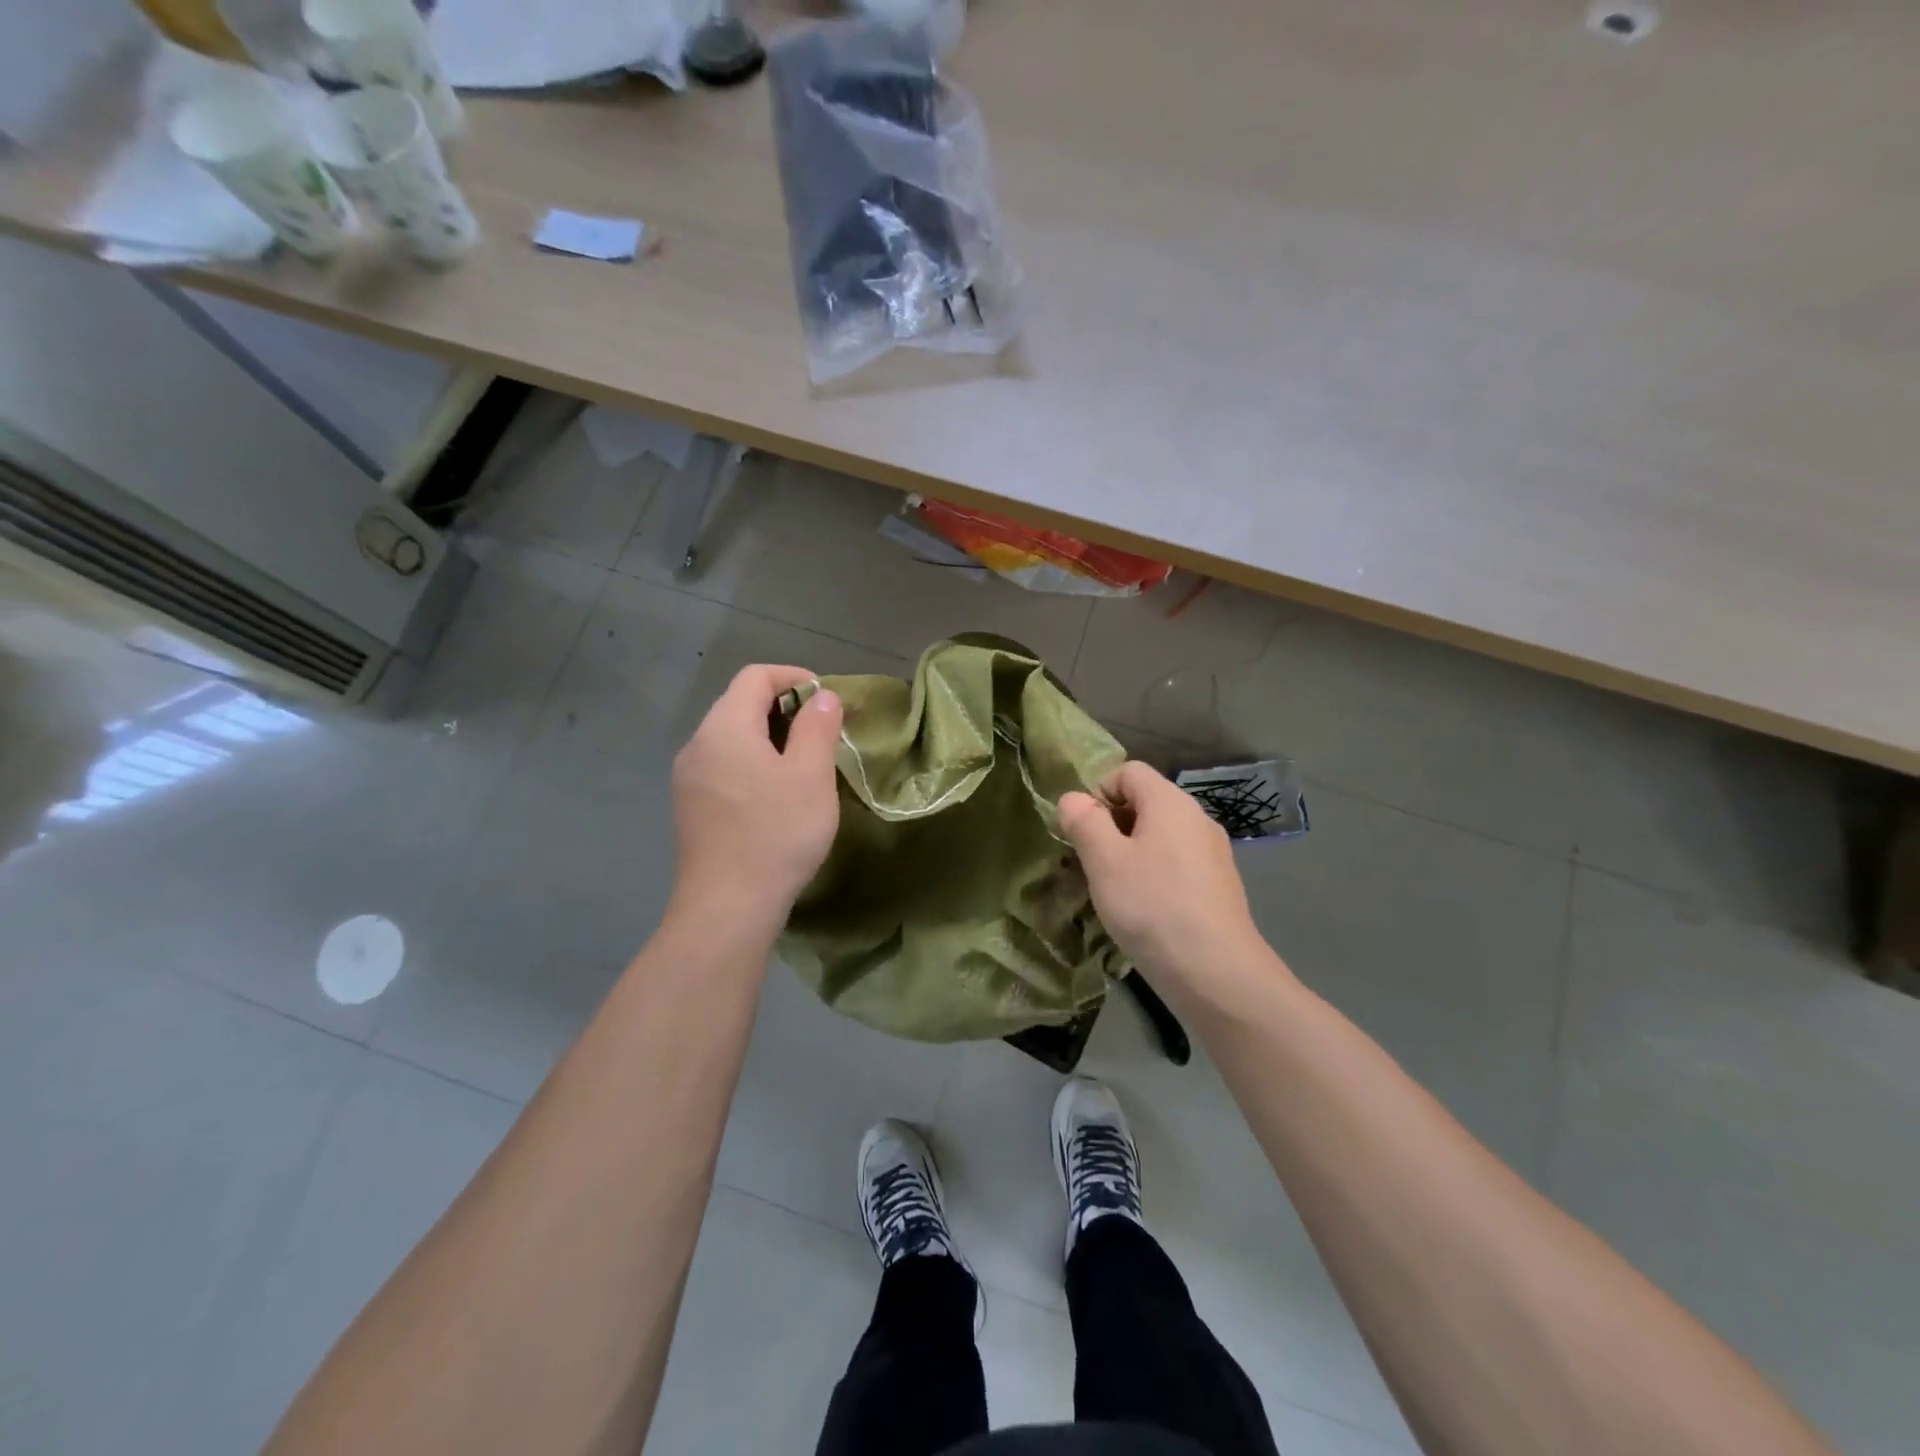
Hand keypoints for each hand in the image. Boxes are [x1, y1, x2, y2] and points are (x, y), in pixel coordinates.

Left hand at [670, 665, 843, 921]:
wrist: (726, 908)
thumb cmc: (776, 834)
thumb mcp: (810, 775)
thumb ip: (817, 726)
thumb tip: (821, 696)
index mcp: (724, 727)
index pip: (755, 676)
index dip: (794, 677)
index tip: (827, 699)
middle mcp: (698, 744)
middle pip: (739, 703)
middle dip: (783, 707)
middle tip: (822, 732)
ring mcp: (688, 778)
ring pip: (731, 737)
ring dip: (768, 737)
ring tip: (803, 763)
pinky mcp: (690, 807)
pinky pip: (723, 766)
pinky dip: (751, 763)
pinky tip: (774, 795)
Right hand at [1059, 762, 1279, 999]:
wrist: (1216, 971)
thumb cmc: (1153, 906)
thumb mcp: (1104, 861)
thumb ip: (1084, 821)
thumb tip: (1073, 799)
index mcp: (1170, 802)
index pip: (1129, 771)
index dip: (1099, 791)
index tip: (1084, 832)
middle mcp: (1197, 818)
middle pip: (1146, 802)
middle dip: (1113, 825)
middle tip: (1093, 864)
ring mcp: (1213, 852)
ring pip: (1161, 836)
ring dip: (1132, 853)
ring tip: (1116, 891)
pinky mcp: (1219, 884)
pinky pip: (1177, 863)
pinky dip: (1156, 875)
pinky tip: (1146, 910)